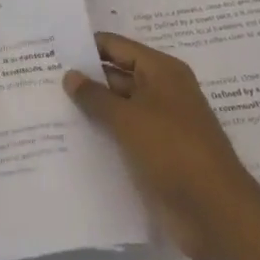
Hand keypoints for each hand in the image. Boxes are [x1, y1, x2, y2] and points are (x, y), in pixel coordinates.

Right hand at [64, 31, 251, 259]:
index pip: (117, 46)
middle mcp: (162, 91)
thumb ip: (95, 96)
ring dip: (92, 109)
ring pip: (119, 107)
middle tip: (43, 79)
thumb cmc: (172, 150)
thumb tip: (70, 75)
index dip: (86, 47)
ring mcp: (161, 124)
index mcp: (161, 71)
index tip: (53, 50)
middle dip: (85, 79)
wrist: (216, 213)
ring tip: (49, 107)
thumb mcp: (128, 119)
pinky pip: (125, 135)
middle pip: (117, 75)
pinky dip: (104, 134)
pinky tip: (73, 139)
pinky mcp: (158, 153)